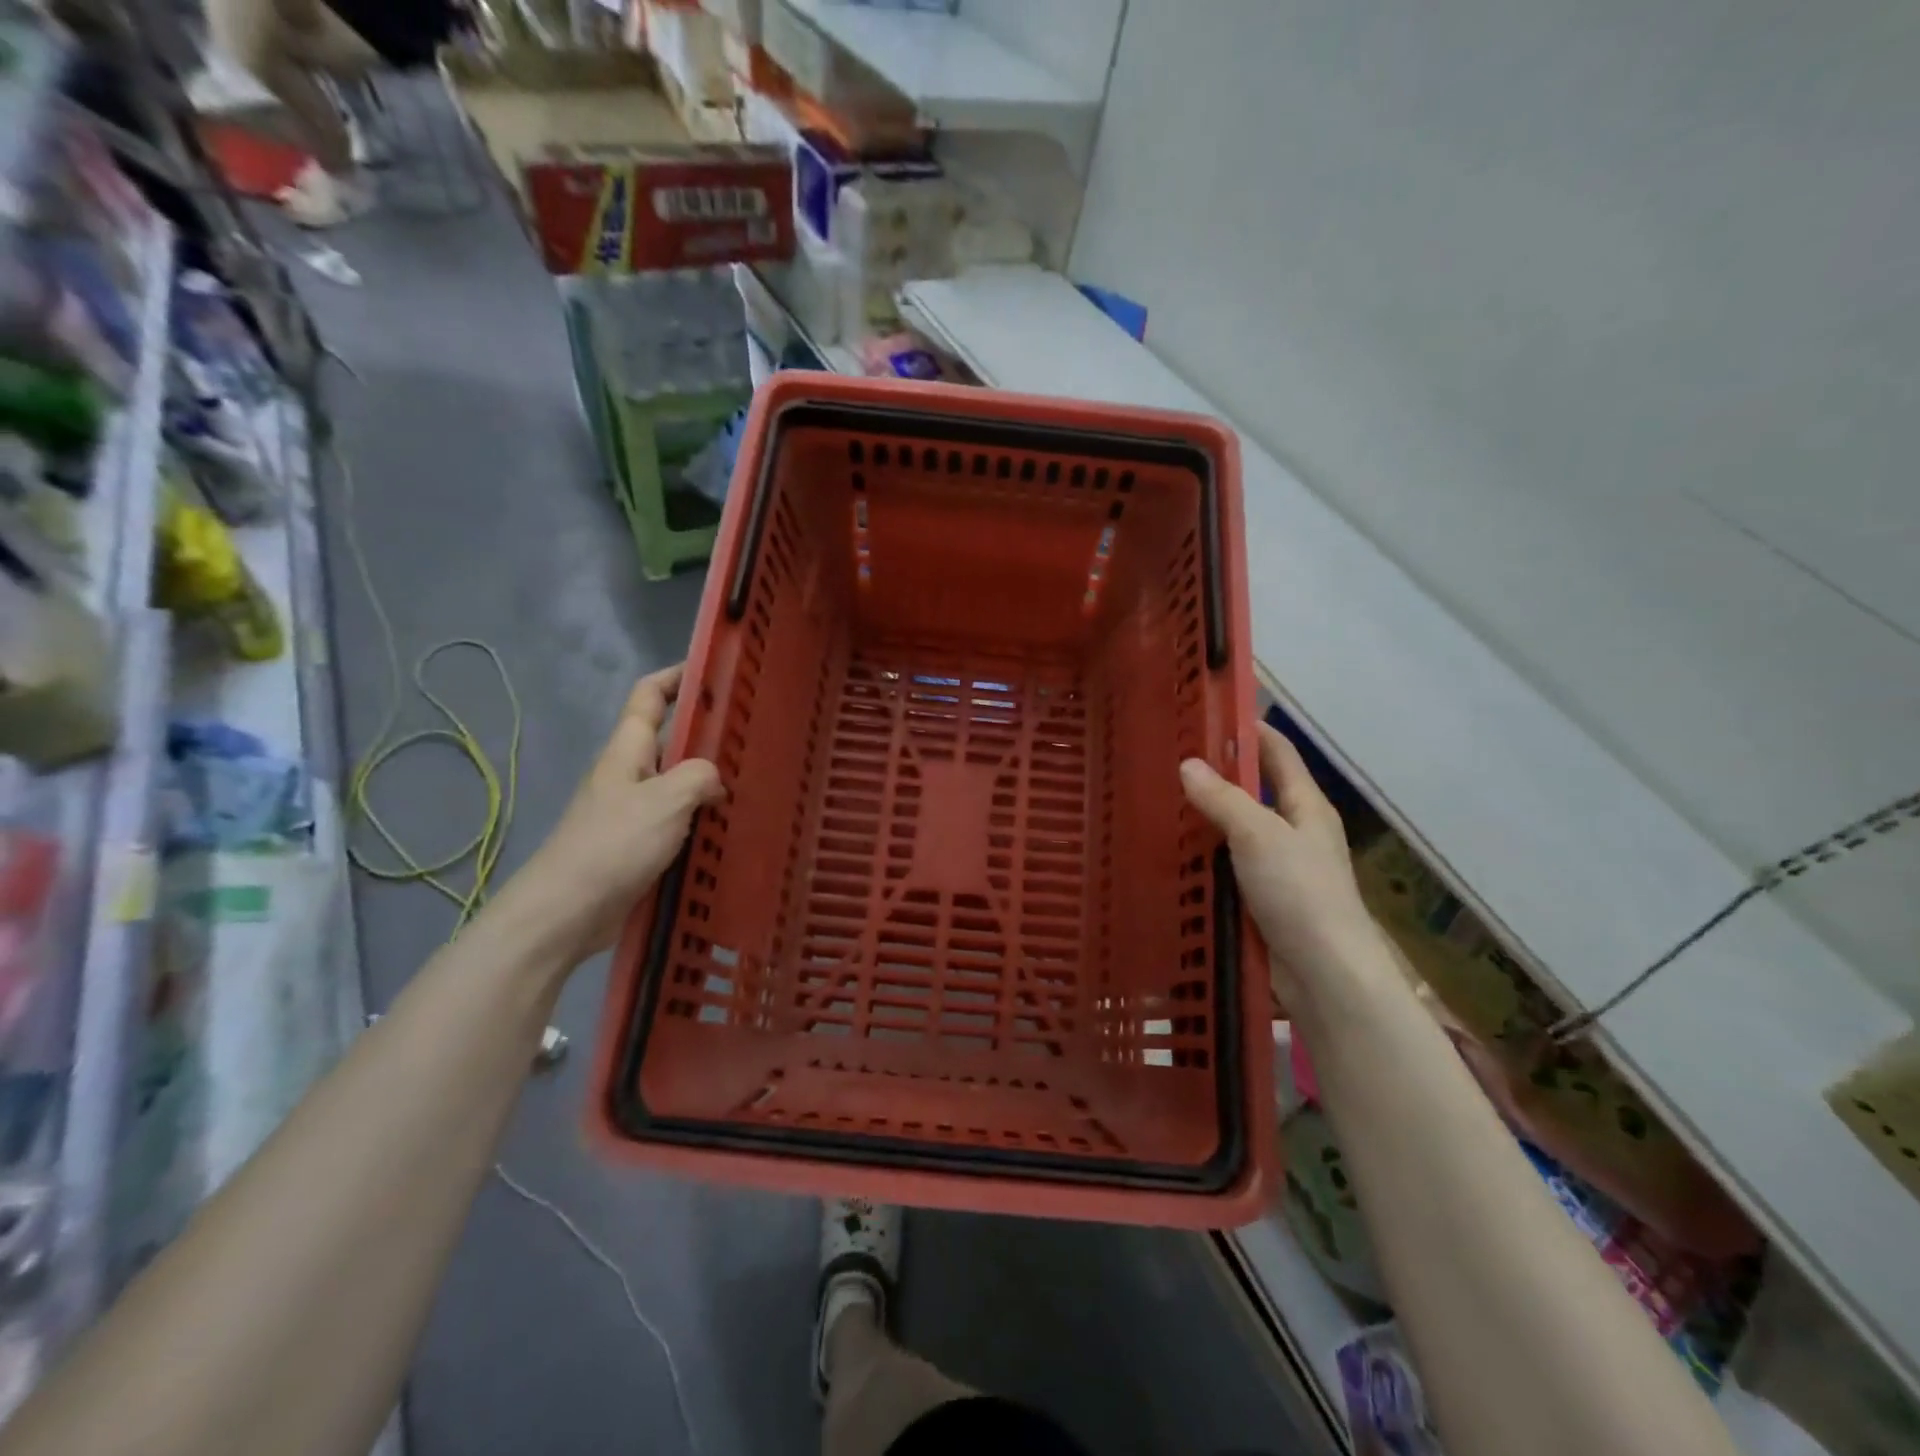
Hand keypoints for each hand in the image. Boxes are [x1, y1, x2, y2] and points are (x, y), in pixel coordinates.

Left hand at [514, 665, 726, 963]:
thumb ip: (699, 777)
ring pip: (677, 783)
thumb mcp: (666, 800)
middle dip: (706, 732)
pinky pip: (677, 821)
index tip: (713, 668)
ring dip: (708, 781)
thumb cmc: (614, 844)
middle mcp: (628, 775)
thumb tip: (714, 781)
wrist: (567, 911)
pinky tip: (728, 830)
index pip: (649, 695)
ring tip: (752, 782)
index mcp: (627, 751)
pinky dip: (701, 819)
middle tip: (751, 734)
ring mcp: (632, 812)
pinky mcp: (638, 846)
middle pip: (669, 740)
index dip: (677, 675)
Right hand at [1180, 724, 1376, 1000]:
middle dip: (1216, 775)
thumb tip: (1188, 765)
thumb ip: (1223, 798)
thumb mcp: (1259, 835)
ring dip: (1205, 820)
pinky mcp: (1262, 900)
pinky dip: (1203, 858)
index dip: (1248, 729)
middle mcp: (1295, 831)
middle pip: (1254, 791)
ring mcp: (1278, 868)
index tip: (1208, 712)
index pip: (1278, 752)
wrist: (1324, 975)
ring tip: (1159, 803)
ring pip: (1236, 832)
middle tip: (1167, 761)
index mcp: (1306, 806)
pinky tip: (1171, 856)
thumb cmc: (1300, 892)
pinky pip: (1227, 867)